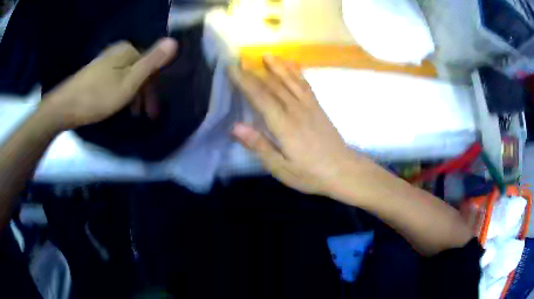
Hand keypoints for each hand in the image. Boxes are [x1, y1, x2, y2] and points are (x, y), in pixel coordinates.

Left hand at [43, 38, 177, 128]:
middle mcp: (117, 51)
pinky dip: (122, 93)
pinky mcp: (97, 72)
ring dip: (134, 95)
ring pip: (128, 77)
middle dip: (144, 93)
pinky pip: (117, 80)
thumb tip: (174, 41)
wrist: (65, 107)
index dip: (154, 89)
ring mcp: (106, 61)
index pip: (150, 66)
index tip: (153, 112)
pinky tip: (118, 104)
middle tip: (145, 116)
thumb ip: (151, 62)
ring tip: (133, 114)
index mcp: (127, 50)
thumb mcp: (129, 81)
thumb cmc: (98, 96)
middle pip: (139, 71)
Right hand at [228, 56, 365, 195]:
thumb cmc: (310, 173)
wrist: (343, 170)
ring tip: (267, 55)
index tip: (231, 68)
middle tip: (241, 59)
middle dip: (255, 71)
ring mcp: (309, 106)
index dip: (244, 81)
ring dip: (277, 66)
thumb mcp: (281, 167)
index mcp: (283, 125)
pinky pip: (305, 85)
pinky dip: (297, 73)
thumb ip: (259, 145)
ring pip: (290, 81)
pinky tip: (292, 66)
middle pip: (272, 85)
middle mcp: (295, 110)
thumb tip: (235, 127)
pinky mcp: (318, 107)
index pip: (259, 97)